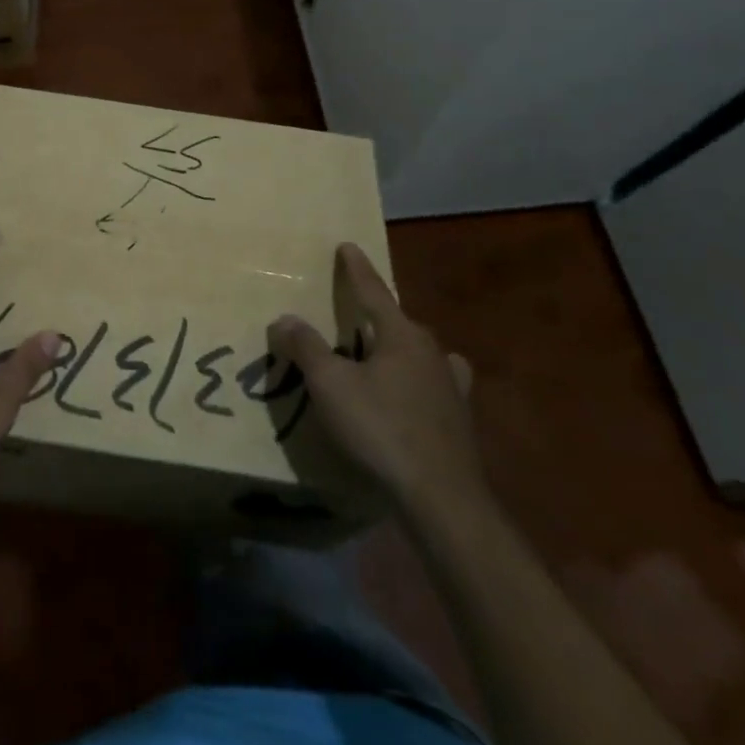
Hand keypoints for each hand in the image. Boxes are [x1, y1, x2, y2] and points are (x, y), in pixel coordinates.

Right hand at [270, 243, 486, 528]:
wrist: (442, 499)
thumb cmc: (381, 429)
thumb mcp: (331, 385)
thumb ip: (306, 348)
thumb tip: (285, 319)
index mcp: (402, 335)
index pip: (374, 291)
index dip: (357, 269)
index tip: (348, 246)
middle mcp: (432, 352)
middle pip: (400, 323)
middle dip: (378, 314)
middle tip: (355, 312)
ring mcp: (451, 388)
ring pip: (422, 354)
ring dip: (402, 348)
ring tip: (385, 354)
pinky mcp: (459, 422)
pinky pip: (436, 387)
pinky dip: (421, 382)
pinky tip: (417, 395)